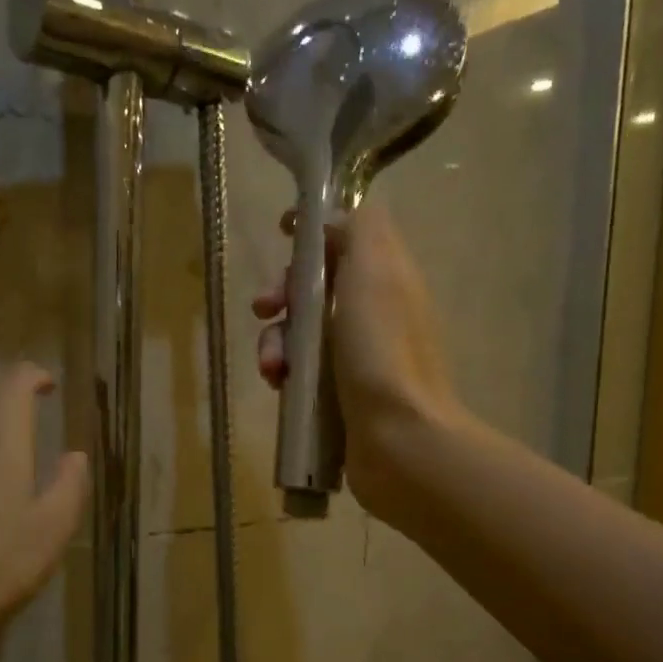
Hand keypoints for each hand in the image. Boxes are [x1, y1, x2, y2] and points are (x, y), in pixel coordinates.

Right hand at [253, 202, 462, 518]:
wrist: (398, 439)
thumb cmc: (382, 349)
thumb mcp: (375, 268)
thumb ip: (359, 228)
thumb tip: (332, 222)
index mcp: (386, 278)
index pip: (347, 240)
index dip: (314, 233)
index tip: (283, 234)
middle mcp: (374, 314)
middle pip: (316, 287)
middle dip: (283, 293)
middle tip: (264, 307)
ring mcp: (357, 360)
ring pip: (302, 334)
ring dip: (275, 342)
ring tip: (271, 367)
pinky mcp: (340, 398)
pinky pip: (301, 374)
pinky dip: (284, 375)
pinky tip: (277, 388)